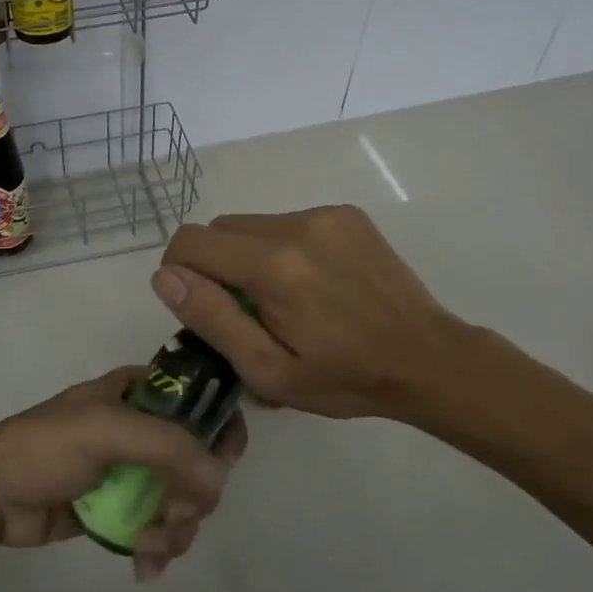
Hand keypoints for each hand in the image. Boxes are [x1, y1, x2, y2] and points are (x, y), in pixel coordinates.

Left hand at [0, 367, 246, 580]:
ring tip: (150, 549)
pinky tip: (145, 566)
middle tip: (174, 517)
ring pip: (180, 498)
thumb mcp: (107, 430)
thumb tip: (221, 480)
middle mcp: (141, 427)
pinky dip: (158, 546)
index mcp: (139, 392)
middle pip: (196, 459)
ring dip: (176, 528)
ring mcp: (130, 470)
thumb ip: (168, 448)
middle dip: (194, 496)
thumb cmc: (47, 446)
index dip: (219, 430)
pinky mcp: (118, 508)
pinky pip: (156, 525)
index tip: (222, 465)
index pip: (199, 400)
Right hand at [153, 206, 472, 420]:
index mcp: (271, 266)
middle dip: (215, 265)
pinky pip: (288, 222)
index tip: (200, 306)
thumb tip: (165, 276)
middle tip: (245, 310)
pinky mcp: (346, 214)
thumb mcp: (268, 370)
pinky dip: (283, 247)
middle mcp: (294, 226)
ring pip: (253, 224)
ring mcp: (324, 215)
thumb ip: (212, 319)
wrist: (427, 358)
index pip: (191, 241)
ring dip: (250, 256)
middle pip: (219, 228)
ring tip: (284, 299)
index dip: (179, 272)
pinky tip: (314, 283)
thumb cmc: (344, 377)